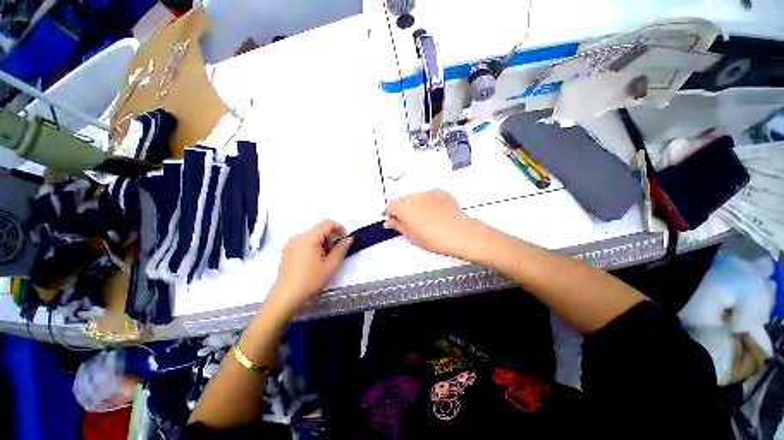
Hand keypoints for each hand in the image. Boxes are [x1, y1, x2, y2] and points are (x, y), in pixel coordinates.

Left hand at [266, 220, 352, 318]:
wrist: (286, 297)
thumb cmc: (311, 280)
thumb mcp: (331, 265)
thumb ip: (341, 249)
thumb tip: (348, 238)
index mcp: (309, 238)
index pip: (327, 223)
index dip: (339, 228)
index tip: (345, 239)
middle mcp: (298, 236)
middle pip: (319, 229)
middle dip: (331, 238)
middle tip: (335, 253)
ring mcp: (291, 243)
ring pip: (312, 236)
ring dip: (323, 243)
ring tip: (325, 259)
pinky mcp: (287, 250)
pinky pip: (304, 242)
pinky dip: (313, 246)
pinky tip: (314, 261)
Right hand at [384, 190, 481, 258]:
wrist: (460, 233)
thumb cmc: (434, 239)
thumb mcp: (412, 236)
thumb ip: (398, 226)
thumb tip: (389, 222)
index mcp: (404, 208)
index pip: (390, 205)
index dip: (391, 213)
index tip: (396, 221)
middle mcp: (414, 196)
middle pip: (402, 199)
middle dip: (403, 208)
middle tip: (412, 221)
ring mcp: (428, 192)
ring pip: (416, 196)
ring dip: (416, 203)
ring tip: (426, 216)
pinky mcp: (441, 192)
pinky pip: (429, 195)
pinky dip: (428, 201)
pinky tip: (436, 212)